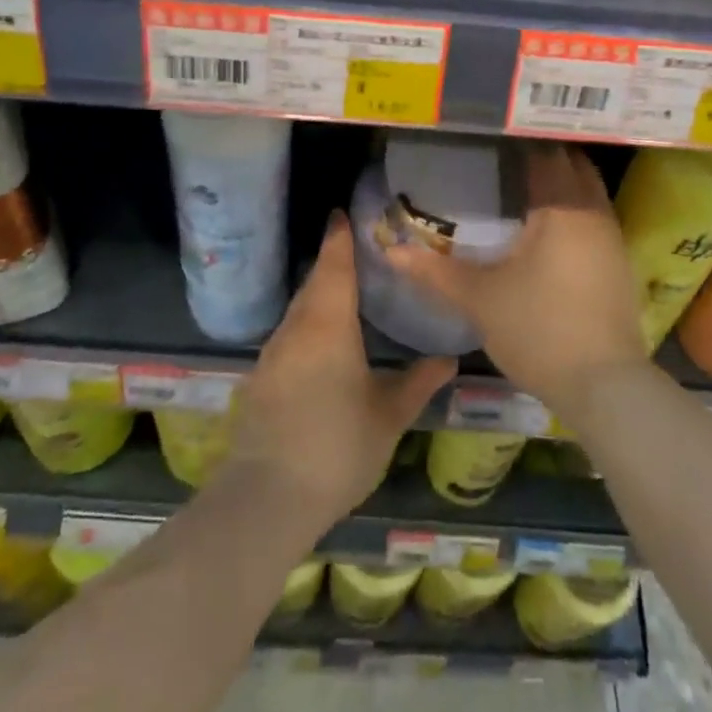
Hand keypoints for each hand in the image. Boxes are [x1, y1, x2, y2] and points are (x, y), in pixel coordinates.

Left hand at [227, 213, 455, 527]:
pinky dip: (307, 323)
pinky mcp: (261, 378)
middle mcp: (297, 327)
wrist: (267, 498)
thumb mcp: (388, 416)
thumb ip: (418, 382)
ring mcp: (273, 352)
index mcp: (329, 324)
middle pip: (314, 283)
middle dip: (332, 262)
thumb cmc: (338, 447)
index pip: (334, 265)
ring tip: (346, 291)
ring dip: (319, 293)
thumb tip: (450, 358)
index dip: (339, 238)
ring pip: (300, 309)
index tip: (342, 213)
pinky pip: (289, 333)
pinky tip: (323, 340)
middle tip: (356, 249)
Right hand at [385, 144, 645, 415]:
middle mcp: (594, 212)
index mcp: (562, 207)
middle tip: (500, 157)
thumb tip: (390, 251)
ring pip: (587, 189)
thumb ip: (434, 271)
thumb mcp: (479, 299)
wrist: (605, 387)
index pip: (545, 151)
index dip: (517, 140)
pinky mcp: (618, 262)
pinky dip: (571, 207)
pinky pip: (593, 215)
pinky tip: (544, 226)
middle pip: (571, 163)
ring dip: (560, 181)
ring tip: (519, 185)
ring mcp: (612, 237)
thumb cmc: (539, 330)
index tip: (488, 136)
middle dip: (541, 154)